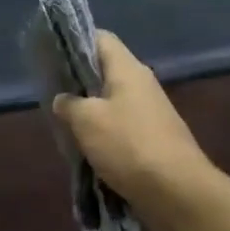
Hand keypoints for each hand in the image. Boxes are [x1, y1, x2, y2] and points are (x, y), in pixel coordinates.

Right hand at [50, 31, 213, 207]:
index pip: (101, 39)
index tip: (53, 56)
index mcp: (128, 70)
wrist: (177, 191)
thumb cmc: (128, 145)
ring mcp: (151, 112)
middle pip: (106, 70)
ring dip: (90, 110)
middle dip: (78, 80)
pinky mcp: (154, 138)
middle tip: (52, 93)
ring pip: (112, 100)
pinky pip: (122, 125)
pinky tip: (87, 146)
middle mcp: (142, 84)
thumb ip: (69, 104)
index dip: (76, 41)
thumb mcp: (86, 121)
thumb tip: (63, 99)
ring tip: (65, 122)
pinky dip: (104, 132)